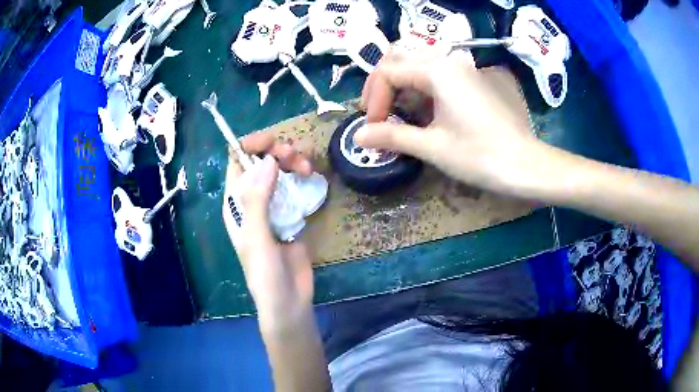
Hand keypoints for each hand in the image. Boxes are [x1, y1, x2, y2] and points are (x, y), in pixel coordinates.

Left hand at [223, 132, 313, 320]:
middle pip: (261, 162)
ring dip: (293, 162)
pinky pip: (296, 187)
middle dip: (277, 152)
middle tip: (296, 159)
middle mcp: (253, 201)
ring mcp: (274, 206)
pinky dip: (303, 177)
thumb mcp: (256, 237)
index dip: (251, 146)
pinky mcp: (292, 214)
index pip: (237, 163)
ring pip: (280, 172)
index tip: (273, 142)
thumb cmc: (264, 274)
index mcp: (236, 203)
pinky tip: (312, 178)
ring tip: (307, 169)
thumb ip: (258, 200)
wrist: (288, 301)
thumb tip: (268, 160)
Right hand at [357, 47, 550, 196]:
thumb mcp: (432, 146)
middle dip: (382, 83)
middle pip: (400, 58)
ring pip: (419, 62)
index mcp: (437, 70)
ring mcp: (464, 68)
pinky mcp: (474, 79)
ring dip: (400, 82)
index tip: (373, 127)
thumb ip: (392, 136)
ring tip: (395, 110)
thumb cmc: (480, 155)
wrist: (526, 165)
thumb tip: (358, 135)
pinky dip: (420, 86)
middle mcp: (449, 60)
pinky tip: (421, 109)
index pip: (389, 72)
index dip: (373, 99)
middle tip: (376, 111)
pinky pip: (438, 72)